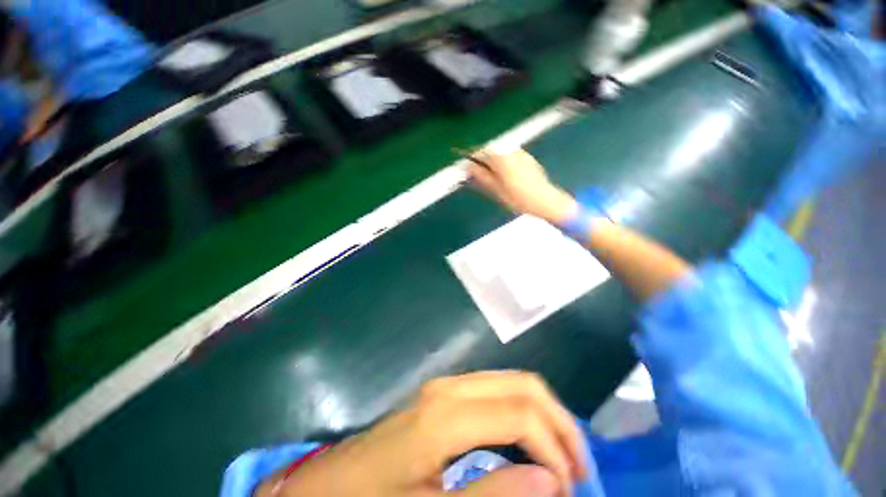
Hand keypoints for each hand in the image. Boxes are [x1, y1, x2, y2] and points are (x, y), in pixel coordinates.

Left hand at [259, 372, 588, 496]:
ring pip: (512, 383)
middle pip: (523, 385)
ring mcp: (447, 386)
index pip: (520, 415)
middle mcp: (452, 387)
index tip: (571, 490)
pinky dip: (521, 413)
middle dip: (558, 423)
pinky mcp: (444, 394)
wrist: (330, 485)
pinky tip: (526, 443)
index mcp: (447, 414)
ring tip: (559, 458)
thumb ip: (491, 495)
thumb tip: (548, 482)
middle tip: (578, 469)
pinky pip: (496, 392)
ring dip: (542, 416)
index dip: (555, 450)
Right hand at [467, 149, 578, 224]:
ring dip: (492, 161)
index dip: (471, 158)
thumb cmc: (518, 198)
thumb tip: (469, 167)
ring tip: (491, 176)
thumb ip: (482, 176)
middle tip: (477, 174)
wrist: (545, 200)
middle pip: (491, 150)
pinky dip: (503, 162)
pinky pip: (510, 155)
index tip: (465, 167)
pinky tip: (505, 175)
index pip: (480, 152)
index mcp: (501, 158)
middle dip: (482, 160)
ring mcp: (521, 153)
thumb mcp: (496, 189)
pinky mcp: (528, 158)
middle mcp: (511, 151)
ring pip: (500, 153)